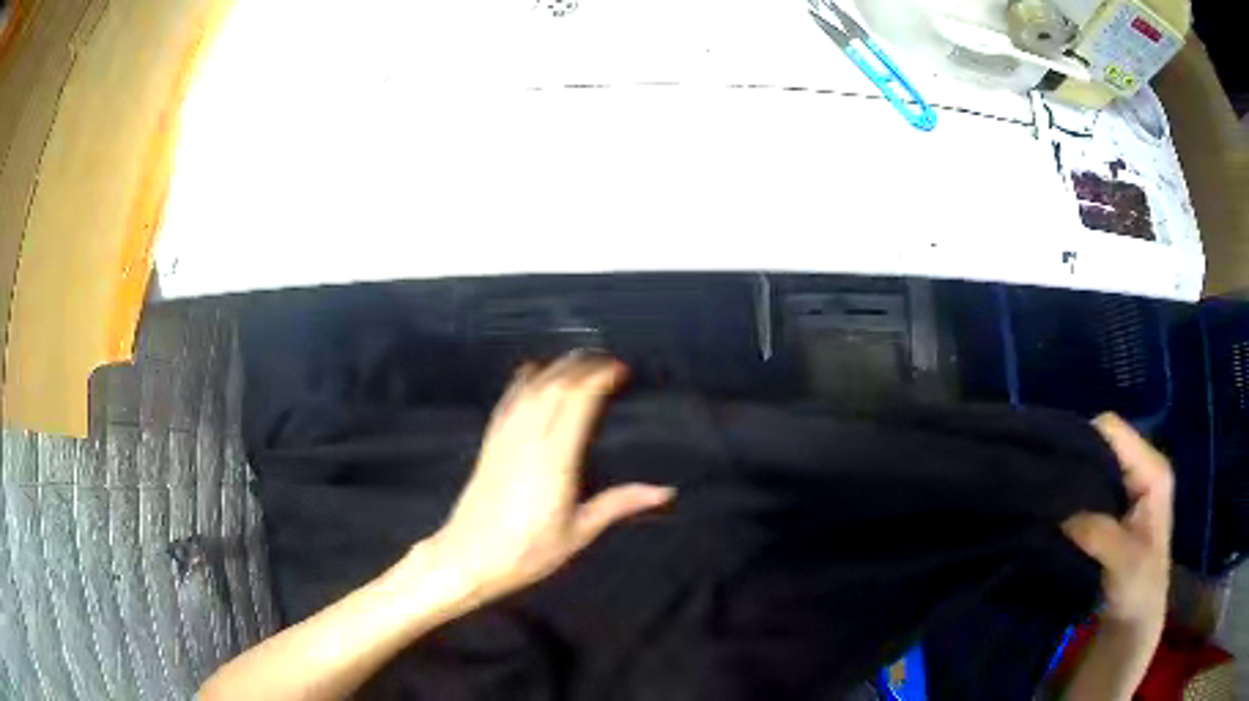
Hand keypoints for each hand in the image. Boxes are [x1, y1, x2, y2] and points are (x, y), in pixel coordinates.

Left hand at [420, 353, 674, 605]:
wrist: (468, 558)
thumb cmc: (527, 551)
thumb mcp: (578, 532)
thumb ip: (619, 504)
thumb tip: (664, 491)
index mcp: (555, 459)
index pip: (578, 401)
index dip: (600, 378)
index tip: (621, 370)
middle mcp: (528, 439)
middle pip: (556, 385)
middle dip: (582, 365)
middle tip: (607, 361)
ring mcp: (505, 438)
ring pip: (531, 387)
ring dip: (556, 367)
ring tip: (579, 359)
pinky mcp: (489, 443)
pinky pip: (508, 400)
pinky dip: (523, 380)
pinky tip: (532, 371)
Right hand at [1063, 413, 1172, 633]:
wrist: (1135, 625)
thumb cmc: (1139, 592)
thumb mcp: (1124, 564)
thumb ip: (1099, 534)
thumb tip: (1058, 510)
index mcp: (1152, 470)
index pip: (1112, 430)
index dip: (1081, 440)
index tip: (1051, 468)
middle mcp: (1141, 468)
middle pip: (1100, 443)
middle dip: (1072, 460)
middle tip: (1042, 487)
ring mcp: (1127, 488)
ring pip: (1091, 465)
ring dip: (1069, 482)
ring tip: (1043, 501)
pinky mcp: (1113, 508)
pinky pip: (1087, 488)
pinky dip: (1070, 498)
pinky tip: (1053, 514)